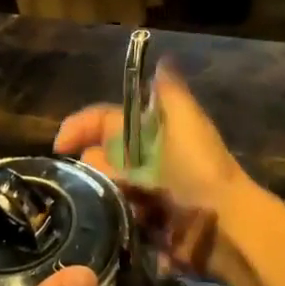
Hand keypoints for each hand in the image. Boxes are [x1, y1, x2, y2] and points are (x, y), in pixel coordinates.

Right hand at [53, 64, 251, 273]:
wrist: (225, 224)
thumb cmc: (201, 169)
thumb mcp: (188, 121)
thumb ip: (171, 92)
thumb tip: (161, 61)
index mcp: (152, 130)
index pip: (106, 121)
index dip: (81, 126)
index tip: (60, 146)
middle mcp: (146, 158)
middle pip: (100, 155)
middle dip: (91, 165)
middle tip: (98, 179)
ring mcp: (145, 192)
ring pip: (105, 186)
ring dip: (101, 192)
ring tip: (107, 201)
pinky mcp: (146, 223)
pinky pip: (116, 215)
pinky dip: (113, 215)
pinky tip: (114, 220)